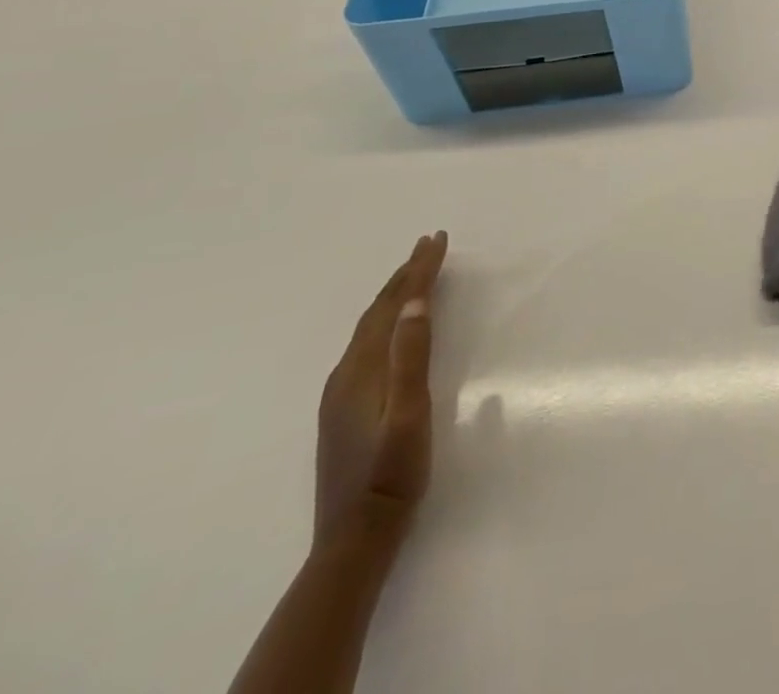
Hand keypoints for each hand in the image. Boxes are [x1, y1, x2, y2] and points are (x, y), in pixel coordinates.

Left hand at [314, 231, 447, 550]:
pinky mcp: (343, 409)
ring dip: (394, 295)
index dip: (418, 270)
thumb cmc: (393, 473)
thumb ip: (411, 357)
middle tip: (429, 244)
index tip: (437, 238)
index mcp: (364, 369)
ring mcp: (340, 393)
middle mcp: (347, 373)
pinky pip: (367, 344)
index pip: (395, 305)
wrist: (354, 539)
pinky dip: (385, 319)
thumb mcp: (411, 413)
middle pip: (378, 311)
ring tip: (414, 274)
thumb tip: (415, 303)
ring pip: (370, 328)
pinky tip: (391, 327)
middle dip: (405, 274)